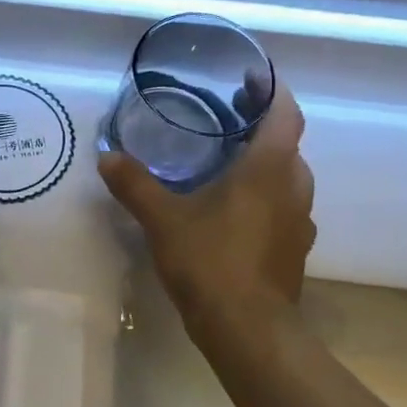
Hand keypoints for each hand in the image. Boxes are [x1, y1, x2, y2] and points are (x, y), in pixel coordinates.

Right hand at [97, 83, 315, 333]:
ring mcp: (299, 221)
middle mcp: (293, 188)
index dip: (273, 91)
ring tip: (228, 162)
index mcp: (268, 169)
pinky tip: (234, 211)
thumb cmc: (210, 261)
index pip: (285, 114)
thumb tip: (107, 157)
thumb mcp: (162, 219)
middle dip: (262, 127)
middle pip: (287, 144)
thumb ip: (135, 184)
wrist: (248, 329)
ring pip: (288, 178)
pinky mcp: (294, 249)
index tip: (252, 77)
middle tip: (227, 119)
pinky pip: (284, 208)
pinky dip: (265, 197)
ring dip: (265, 164)